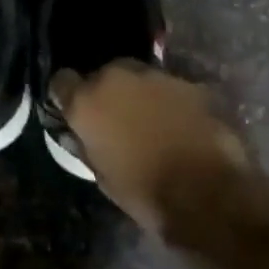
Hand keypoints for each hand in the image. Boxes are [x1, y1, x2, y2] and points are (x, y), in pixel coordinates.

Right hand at [50, 62, 249, 232]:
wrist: (207, 194)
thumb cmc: (144, 192)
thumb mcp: (101, 174)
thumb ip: (90, 142)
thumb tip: (89, 133)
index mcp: (88, 102)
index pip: (61, 82)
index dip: (67, 95)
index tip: (74, 110)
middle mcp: (117, 78)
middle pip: (104, 74)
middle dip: (108, 92)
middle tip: (117, 118)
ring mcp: (157, 77)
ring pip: (140, 78)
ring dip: (141, 95)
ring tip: (153, 123)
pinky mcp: (191, 84)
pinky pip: (171, 89)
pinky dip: (172, 103)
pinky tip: (181, 126)